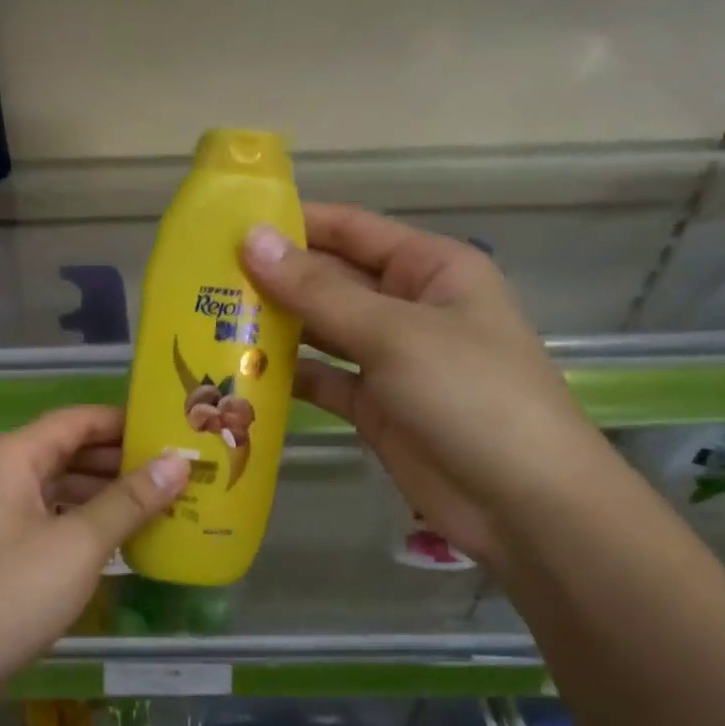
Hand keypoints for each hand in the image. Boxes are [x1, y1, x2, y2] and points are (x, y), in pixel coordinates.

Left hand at [0, 407, 188, 698]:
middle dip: (121, 459)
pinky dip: (85, 524)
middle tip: (180, 470)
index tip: (174, 430)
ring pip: (60, 489)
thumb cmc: (7, 596)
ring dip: (107, 494)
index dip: (125, 421)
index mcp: (13, 457)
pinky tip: (122, 539)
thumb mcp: (77, 545)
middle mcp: (2, 477)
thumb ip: (129, 501)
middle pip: (69, 451)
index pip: (77, 419)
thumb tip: (178, 460)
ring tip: (164, 502)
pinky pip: (50, 522)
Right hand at [240, 204, 615, 567]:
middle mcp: (408, 306)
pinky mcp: (375, 407)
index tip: (228, 223)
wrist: (522, 502)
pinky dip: (287, 379)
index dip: (294, 223)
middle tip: (202, 281)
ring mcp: (390, 360)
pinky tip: (239, 376)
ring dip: (274, 330)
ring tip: (208, 323)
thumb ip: (319, 291)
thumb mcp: (394, 333)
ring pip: (321, 333)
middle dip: (273, 280)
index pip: (352, 230)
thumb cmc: (471, 396)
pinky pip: (323, 381)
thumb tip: (253, 241)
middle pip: (330, 281)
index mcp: (429, 268)